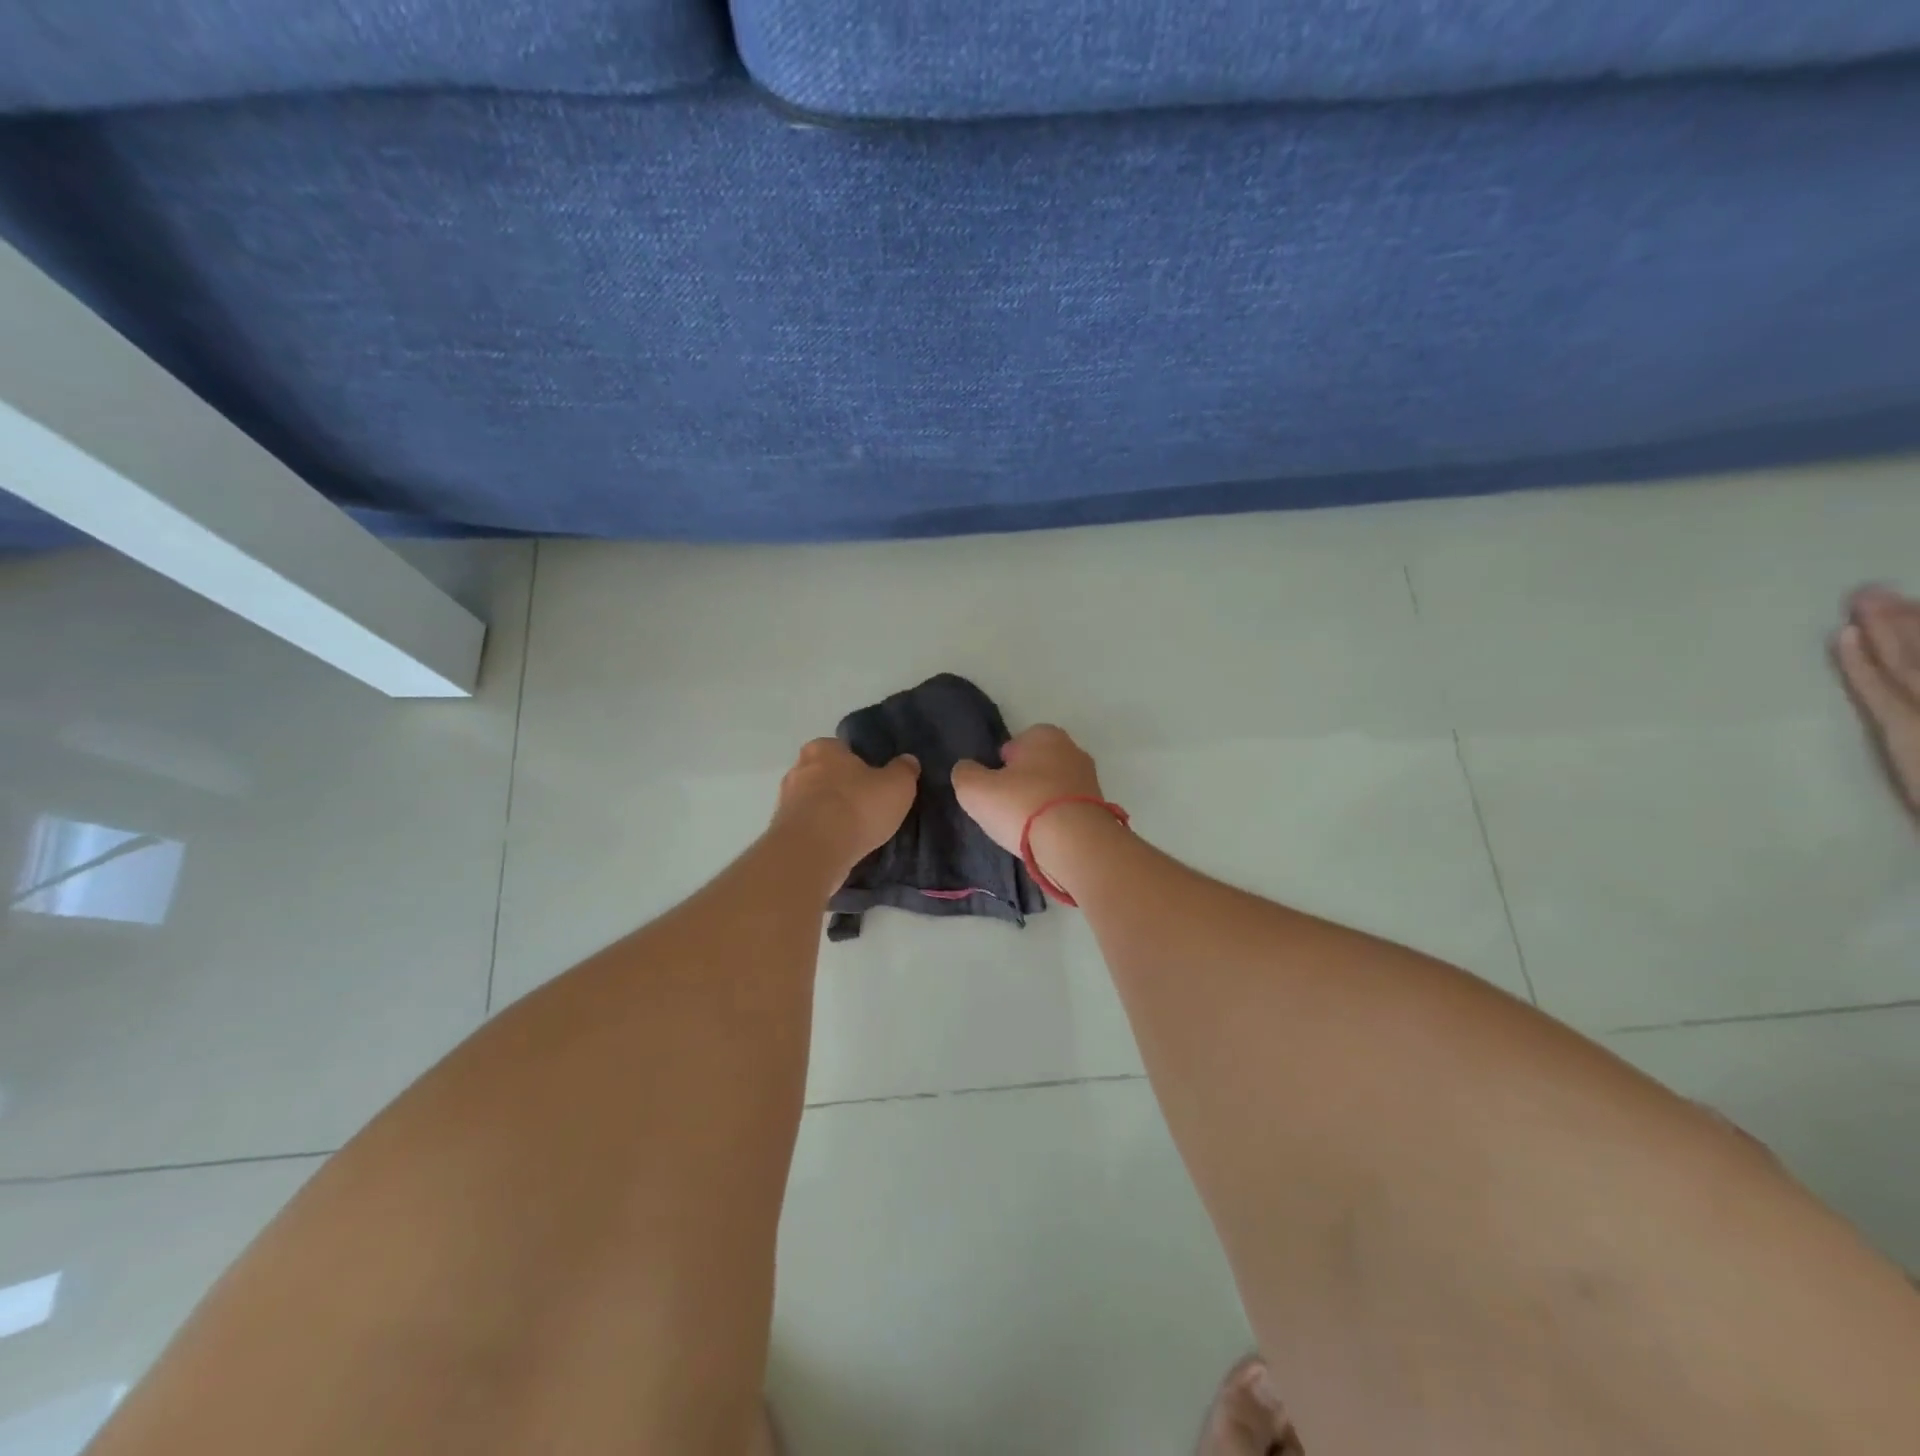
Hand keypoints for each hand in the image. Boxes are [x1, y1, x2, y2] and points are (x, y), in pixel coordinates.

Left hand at [772, 738, 919, 876]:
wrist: (815, 851)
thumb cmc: (857, 807)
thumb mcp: (897, 786)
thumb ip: (904, 770)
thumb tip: (908, 761)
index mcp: (823, 748)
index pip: (842, 749)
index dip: (859, 763)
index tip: (874, 781)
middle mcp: (798, 769)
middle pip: (825, 775)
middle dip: (842, 787)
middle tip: (867, 805)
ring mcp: (786, 802)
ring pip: (815, 802)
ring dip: (830, 813)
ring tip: (856, 831)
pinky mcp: (782, 832)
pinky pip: (809, 828)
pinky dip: (822, 834)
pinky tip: (840, 846)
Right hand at [951, 724, 1103, 854]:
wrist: (1076, 845)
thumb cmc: (1022, 806)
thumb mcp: (975, 789)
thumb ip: (965, 774)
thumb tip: (967, 769)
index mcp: (1044, 735)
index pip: (1014, 744)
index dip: (1000, 766)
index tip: (994, 790)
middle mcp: (1072, 749)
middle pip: (1036, 766)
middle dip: (1023, 783)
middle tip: (1006, 810)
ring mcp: (1090, 779)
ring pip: (1054, 789)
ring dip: (1041, 804)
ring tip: (1026, 830)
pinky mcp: (1100, 808)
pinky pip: (1068, 810)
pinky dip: (1057, 821)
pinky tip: (1046, 839)